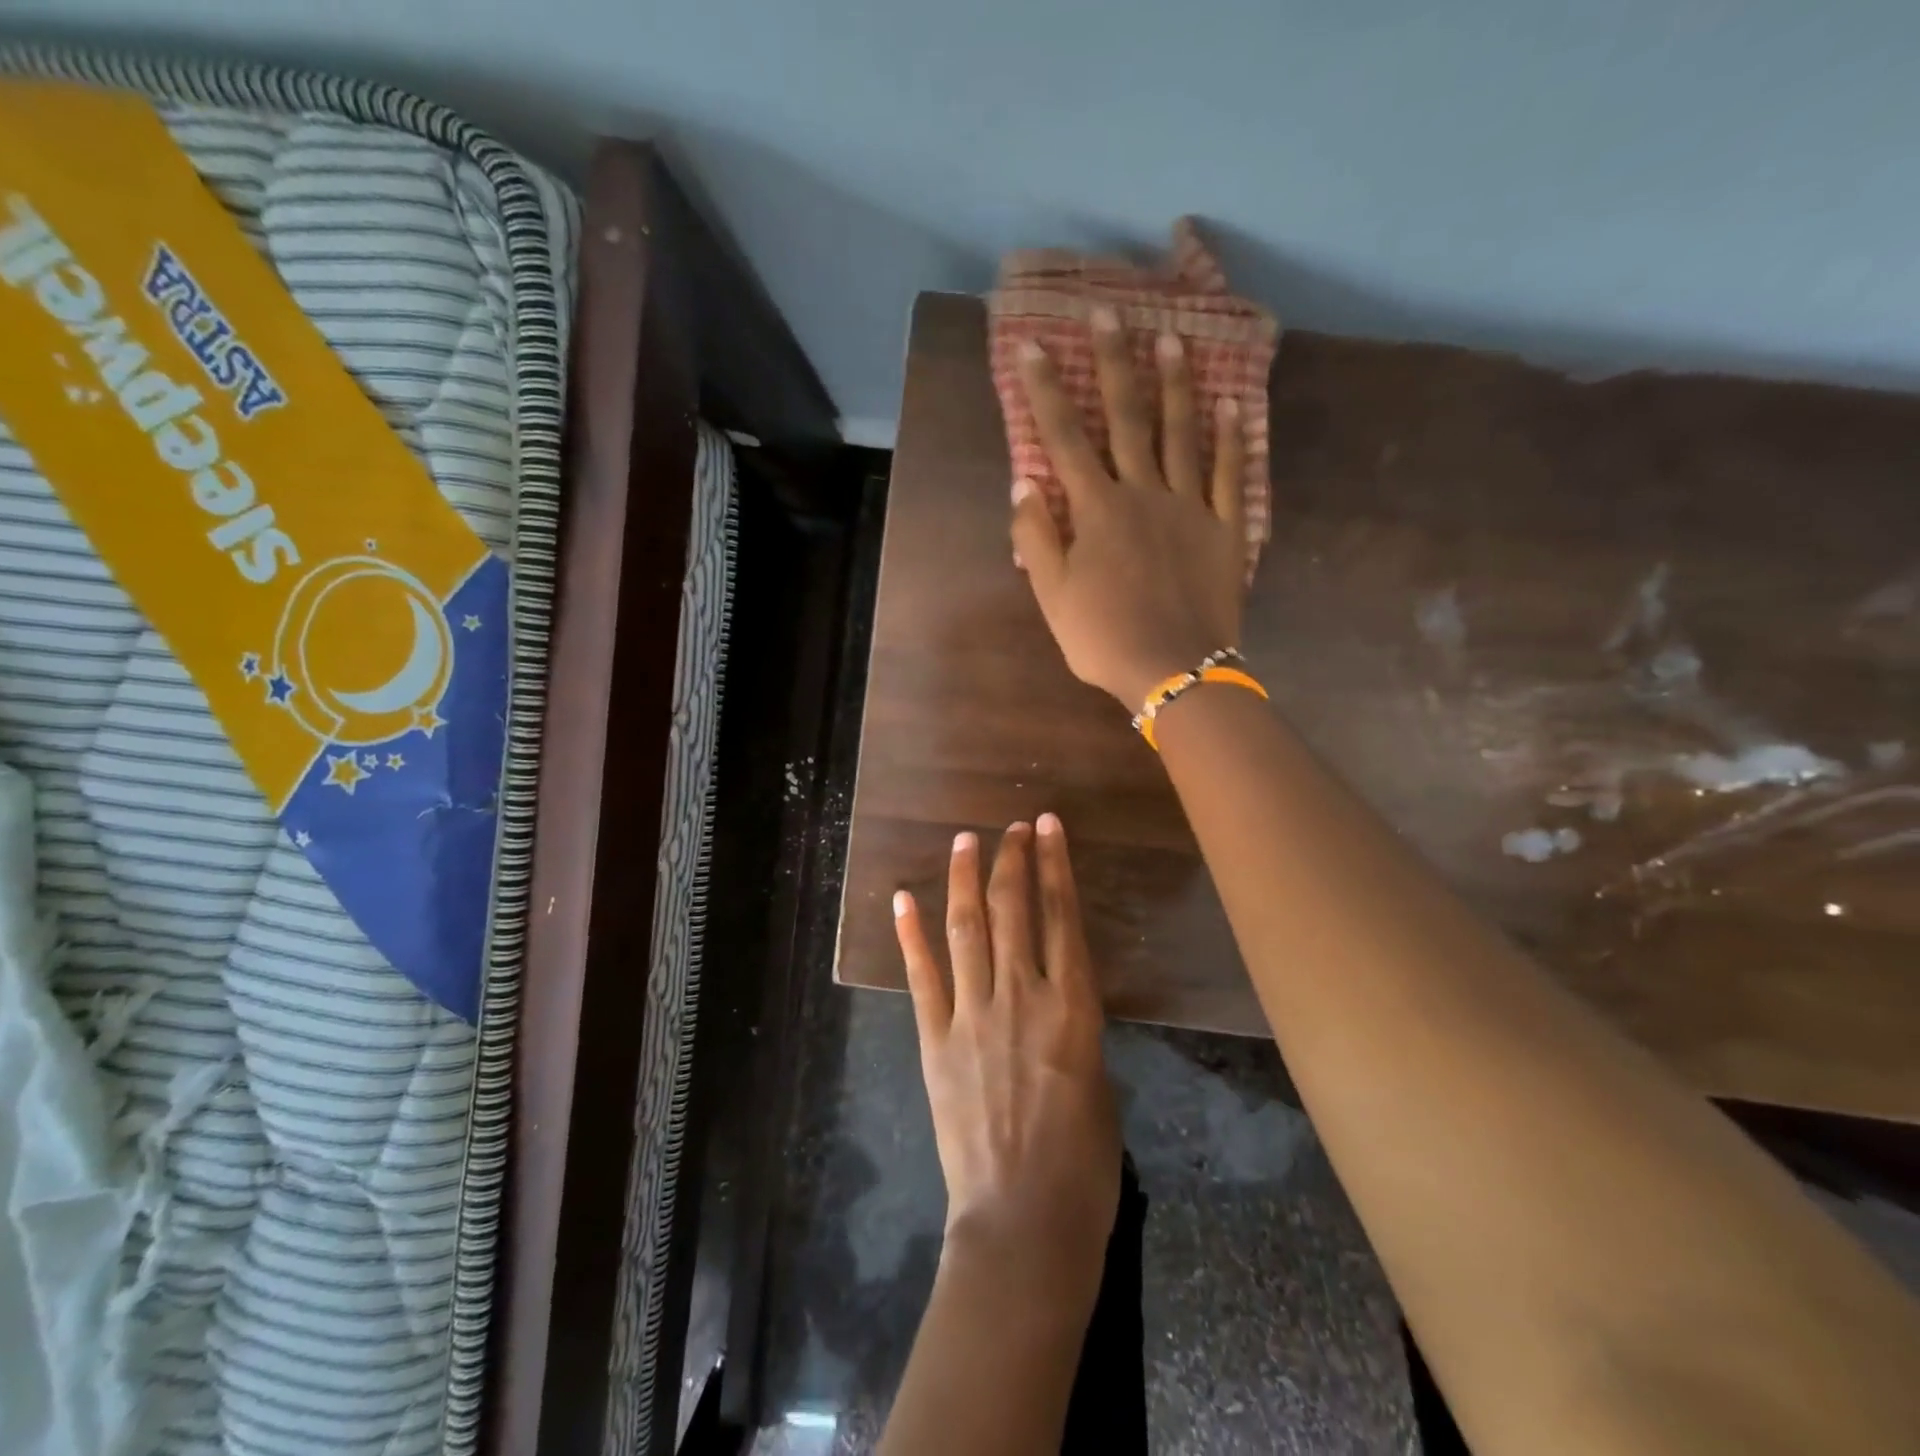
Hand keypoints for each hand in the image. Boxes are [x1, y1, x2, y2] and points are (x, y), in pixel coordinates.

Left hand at [895, 816, 1119, 1301]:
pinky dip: (911, 934)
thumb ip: (1073, 1026)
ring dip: (965, 880)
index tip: (1046, 826)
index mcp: (1074, 1007)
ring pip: (968, 929)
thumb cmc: (1082, 1162)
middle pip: (1015, 909)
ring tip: (964, 841)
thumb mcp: (1098, 1079)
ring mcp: (973, 1015)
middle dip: (1011, 859)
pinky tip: (904, 898)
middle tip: (1010, 826)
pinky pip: (922, 976)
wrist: (1023, 1221)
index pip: (1063, 916)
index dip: (1055, 864)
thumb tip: (1055, 996)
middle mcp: (1023, 996)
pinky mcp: (935, 1040)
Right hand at [1011, 307, 1251, 708]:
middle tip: (1109, 312)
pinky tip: (1232, 402)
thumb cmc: (1104, 637)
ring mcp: (1189, 506)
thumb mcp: (1053, 596)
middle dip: (1113, 363)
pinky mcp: (1225, 527)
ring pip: (1182, 433)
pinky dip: (1231, 436)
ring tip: (1172, 337)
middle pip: (1127, 418)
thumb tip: (1023, 484)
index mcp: (1098, 510)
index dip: (1045, 391)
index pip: (1065, 439)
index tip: (1031, 346)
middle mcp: (1143, 493)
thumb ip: (1037, 538)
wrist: (1174, 669)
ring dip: (1175, 383)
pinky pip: (1228, 473)